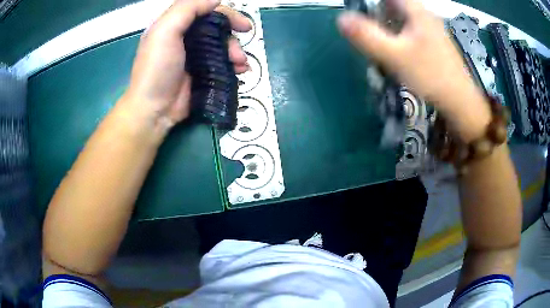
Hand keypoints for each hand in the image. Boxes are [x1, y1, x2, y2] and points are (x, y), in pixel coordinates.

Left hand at [123, 0, 251, 132]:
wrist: (154, 110)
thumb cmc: (156, 69)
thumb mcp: (165, 31)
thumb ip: (188, 9)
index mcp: (175, 25)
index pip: (205, 11)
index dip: (225, 14)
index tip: (240, 24)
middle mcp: (185, 38)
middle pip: (216, 28)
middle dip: (233, 35)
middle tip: (244, 43)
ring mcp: (194, 57)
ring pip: (222, 46)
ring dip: (236, 52)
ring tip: (241, 64)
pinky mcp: (201, 73)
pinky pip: (222, 63)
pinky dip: (234, 65)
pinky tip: (241, 71)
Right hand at [337, 0, 490, 141]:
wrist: (460, 102)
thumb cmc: (430, 76)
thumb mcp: (395, 56)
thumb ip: (367, 36)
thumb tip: (341, 18)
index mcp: (416, 11)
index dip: (371, 3)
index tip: (359, 12)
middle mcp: (424, 14)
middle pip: (393, 5)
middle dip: (376, 14)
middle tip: (366, 30)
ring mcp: (430, 28)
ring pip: (401, 18)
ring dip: (386, 25)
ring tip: (378, 42)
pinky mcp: (432, 42)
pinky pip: (409, 30)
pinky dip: (397, 35)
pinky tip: (395, 51)